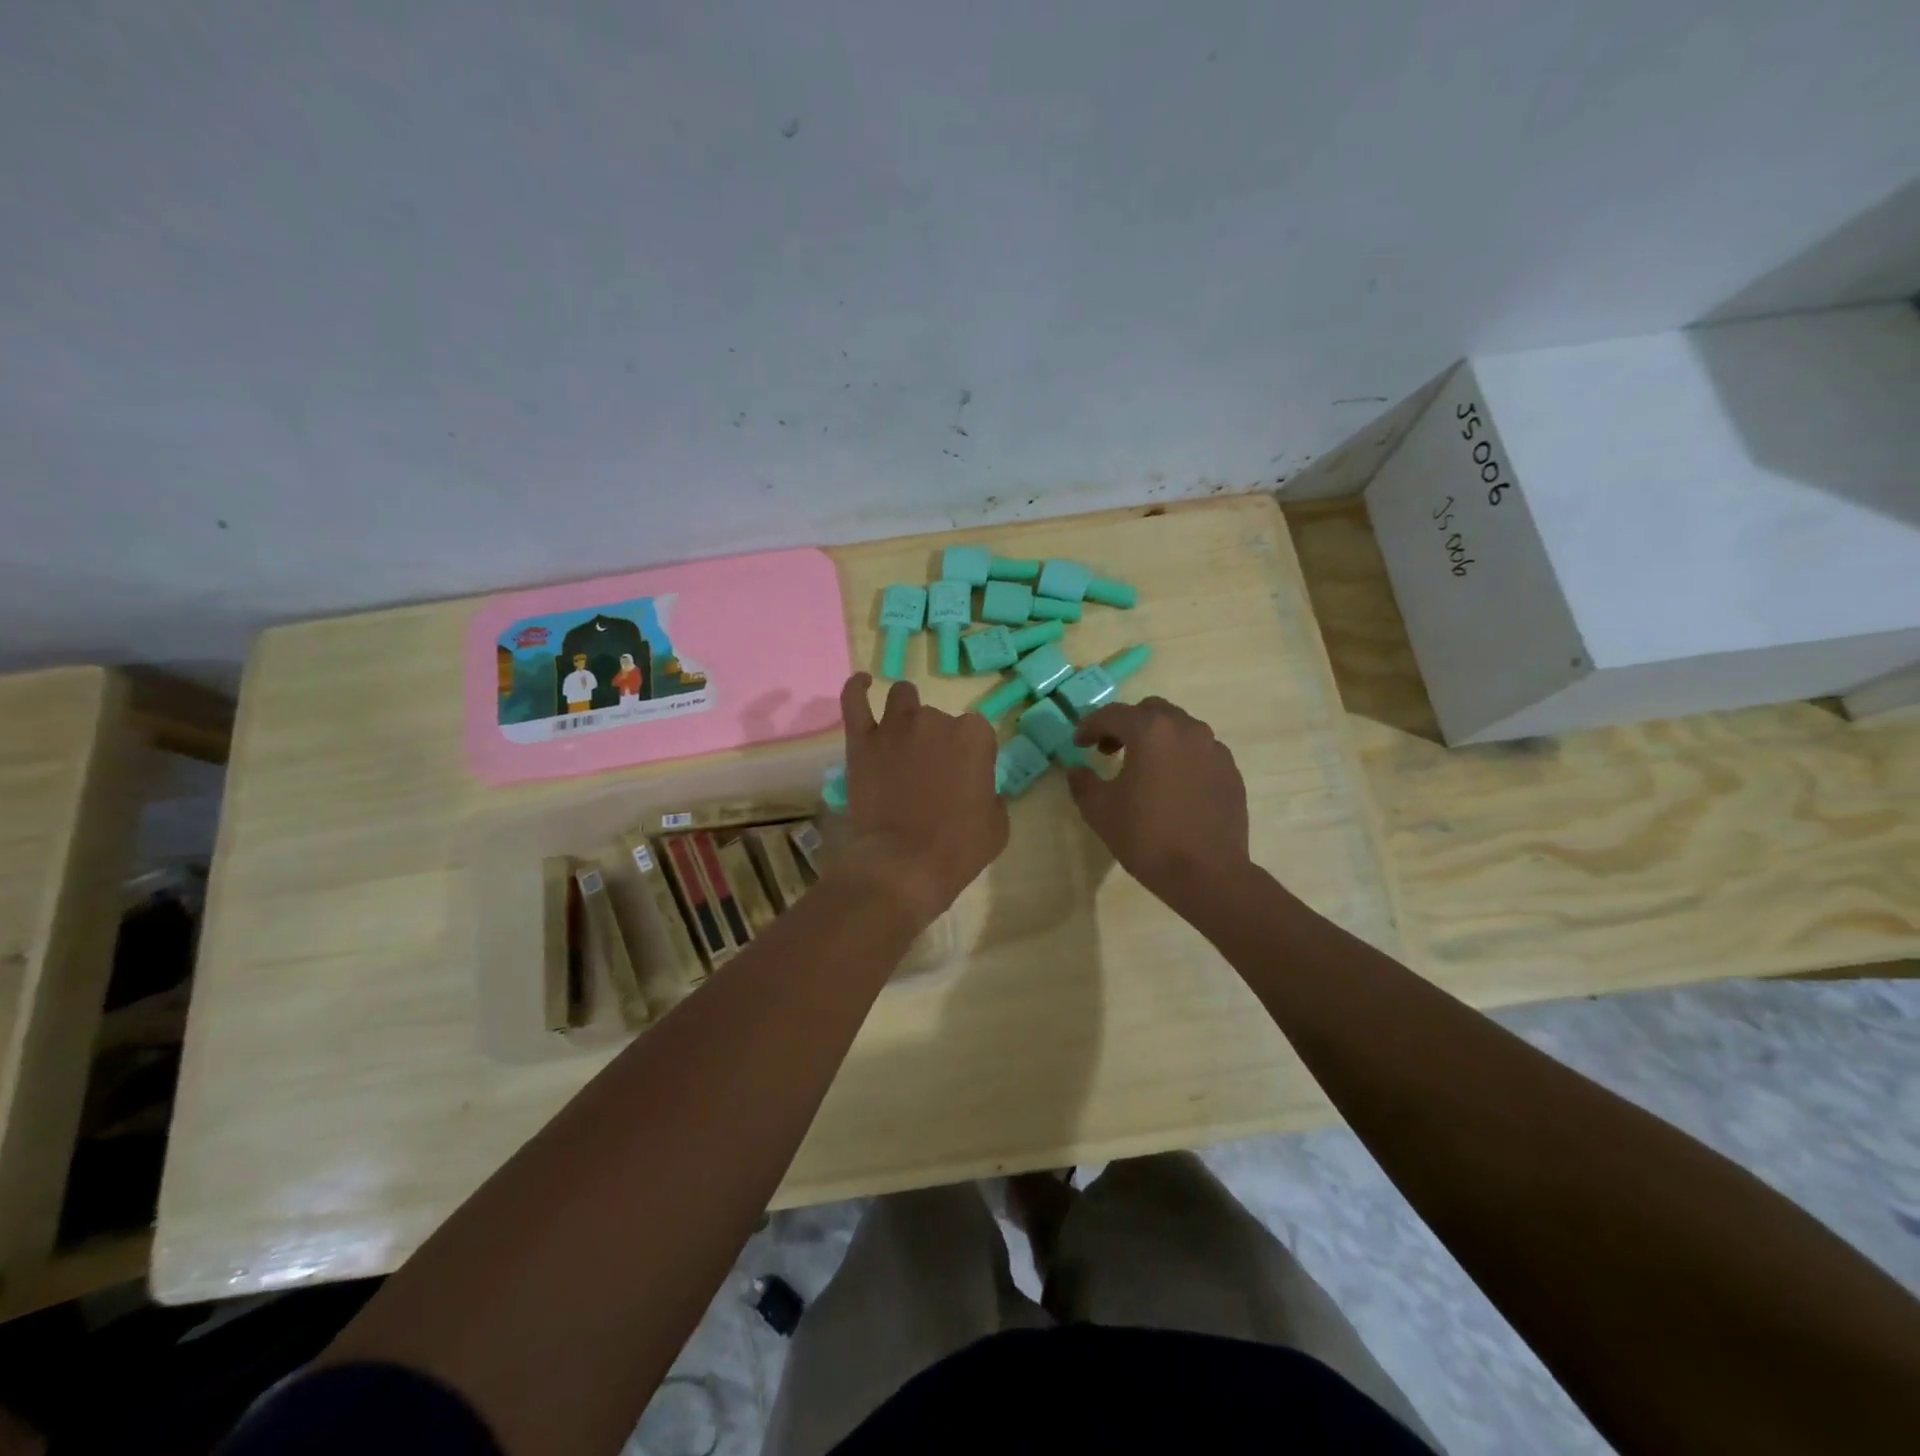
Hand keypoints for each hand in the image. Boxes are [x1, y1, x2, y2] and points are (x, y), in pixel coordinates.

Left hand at [836, 673, 1007, 924]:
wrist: (904, 864)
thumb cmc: (958, 847)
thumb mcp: (997, 824)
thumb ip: (991, 794)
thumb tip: (979, 789)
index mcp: (974, 735)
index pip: (976, 731)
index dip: (970, 754)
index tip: (965, 776)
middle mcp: (935, 720)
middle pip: (938, 717)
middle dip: (937, 739)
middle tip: (931, 772)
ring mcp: (895, 726)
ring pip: (902, 698)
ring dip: (906, 712)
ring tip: (903, 734)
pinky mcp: (862, 741)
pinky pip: (854, 700)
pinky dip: (858, 687)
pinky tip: (863, 683)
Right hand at [1067, 698, 1250, 907]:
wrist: (1207, 874)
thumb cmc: (1146, 837)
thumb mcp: (1099, 810)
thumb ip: (1083, 782)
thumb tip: (1078, 770)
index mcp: (1151, 731)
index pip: (1113, 714)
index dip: (1090, 726)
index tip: (1078, 743)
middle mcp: (1186, 729)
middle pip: (1150, 712)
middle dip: (1126, 725)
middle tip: (1109, 750)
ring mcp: (1214, 749)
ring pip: (1179, 729)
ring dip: (1156, 739)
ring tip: (1142, 767)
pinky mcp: (1230, 771)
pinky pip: (1199, 752)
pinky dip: (1180, 757)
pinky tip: (1172, 785)